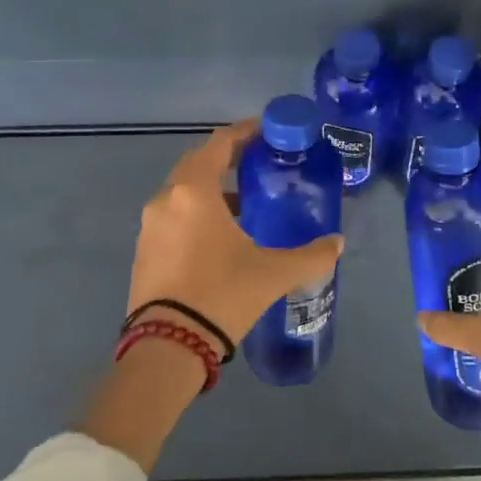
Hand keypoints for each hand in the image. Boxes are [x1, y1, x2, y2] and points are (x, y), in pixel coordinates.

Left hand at [126, 120, 345, 348]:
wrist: (167, 349)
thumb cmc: (222, 295)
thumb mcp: (273, 273)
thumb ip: (310, 255)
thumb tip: (337, 244)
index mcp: (194, 191)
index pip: (220, 144)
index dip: (244, 133)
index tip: (266, 131)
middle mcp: (166, 199)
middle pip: (198, 163)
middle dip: (227, 159)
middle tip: (259, 163)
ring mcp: (150, 226)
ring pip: (183, 191)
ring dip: (211, 189)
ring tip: (245, 203)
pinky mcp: (143, 251)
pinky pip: (173, 216)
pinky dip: (196, 212)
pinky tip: (220, 235)